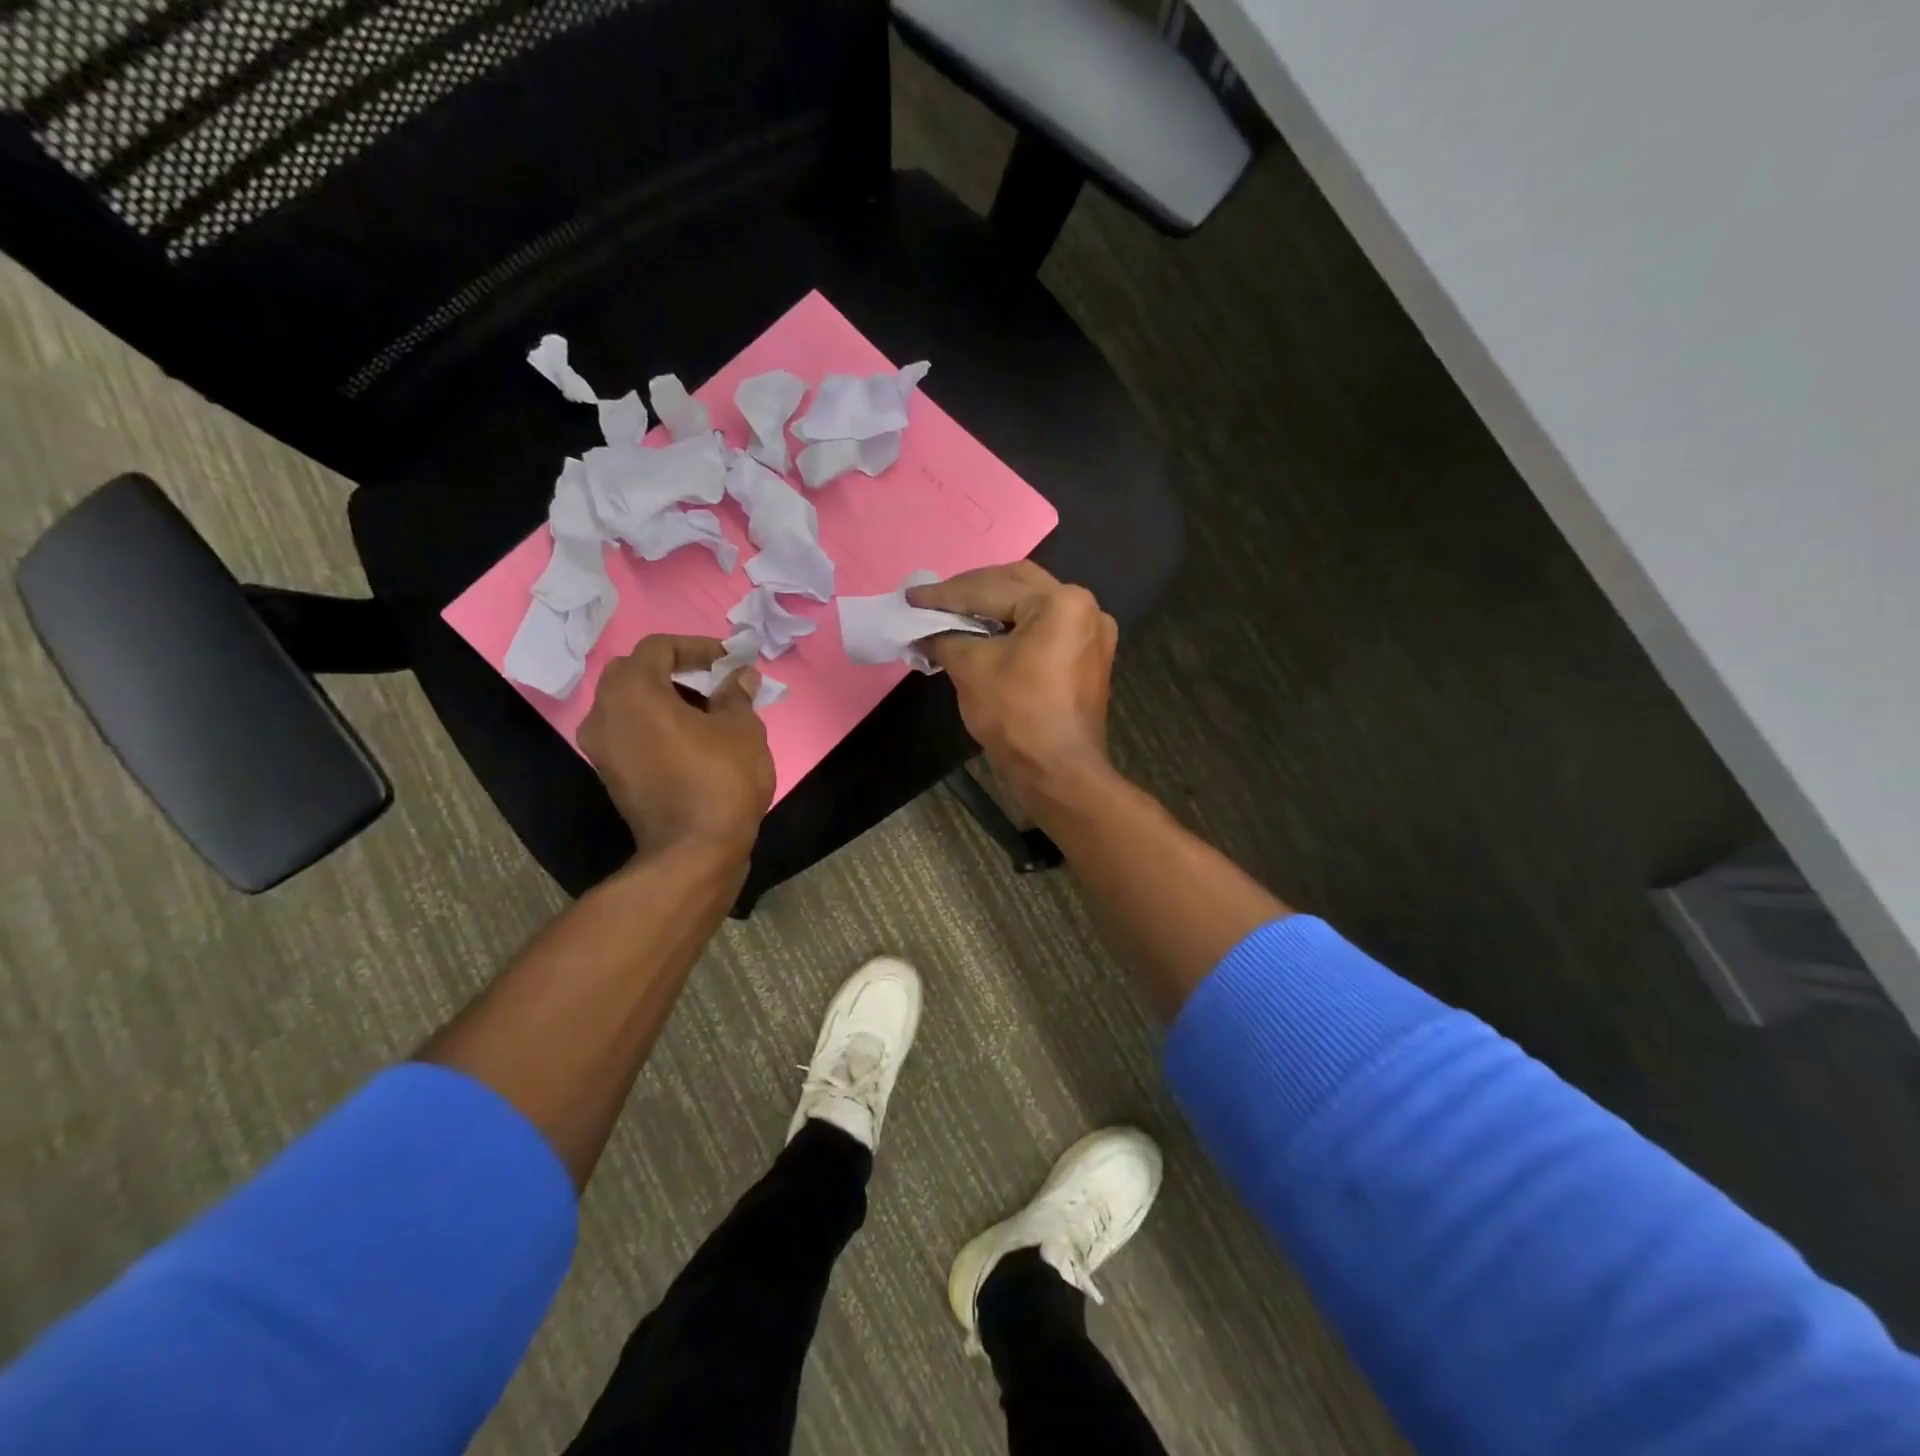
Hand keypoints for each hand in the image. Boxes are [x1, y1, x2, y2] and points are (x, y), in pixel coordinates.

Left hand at [579, 636, 774, 861]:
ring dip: (667, 699)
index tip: (729, 661)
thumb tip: (740, 676)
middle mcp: (604, 713)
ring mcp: (601, 748)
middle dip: (677, 671)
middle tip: (716, 683)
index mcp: (633, 692)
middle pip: (637, 673)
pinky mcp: (610, 775)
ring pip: (631, 705)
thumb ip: (736, 694)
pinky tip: (694, 741)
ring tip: (711, 714)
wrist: (694, 851)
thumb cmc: (721, 779)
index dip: (697, 647)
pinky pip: (631, 733)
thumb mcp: (742, 729)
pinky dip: (657, 725)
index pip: (659, 648)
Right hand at [909, 561, 1118, 810]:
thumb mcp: (971, 669)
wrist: (1059, 774)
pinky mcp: (1087, 657)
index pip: (990, 588)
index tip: (911, 596)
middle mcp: (1084, 607)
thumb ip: (944, 638)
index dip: (945, 594)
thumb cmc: (1017, 716)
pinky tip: (983, 634)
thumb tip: (923, 631)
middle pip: (1016, 584)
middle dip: (971, 591)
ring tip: (953, 614)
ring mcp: (1091, 633)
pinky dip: (1012, 627)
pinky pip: (1044, 628)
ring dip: (992, 606)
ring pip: (1031, 605)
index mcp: (1060, 602)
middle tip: (933, 600)